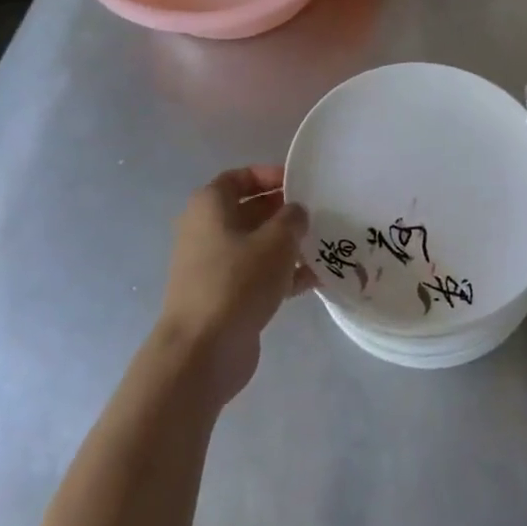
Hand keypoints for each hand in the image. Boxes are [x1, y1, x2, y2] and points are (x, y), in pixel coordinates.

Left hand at [158, 166, 311, 404]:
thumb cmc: (238, 280)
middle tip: (319, 214)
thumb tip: (296, 213)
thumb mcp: (276, 241)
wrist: (203, 350)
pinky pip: (258, 275)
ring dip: (288, 245)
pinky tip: (316, 280)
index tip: (301, 184)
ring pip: (257, 245)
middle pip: (250, 211)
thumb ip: (292, 218)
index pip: (240, 177)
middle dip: (284, 212)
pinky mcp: (224, 296)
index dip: (270, 175)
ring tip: (324, 246)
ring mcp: (213, 266)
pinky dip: (283, 274)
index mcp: (209, 206)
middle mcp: (206, 230)